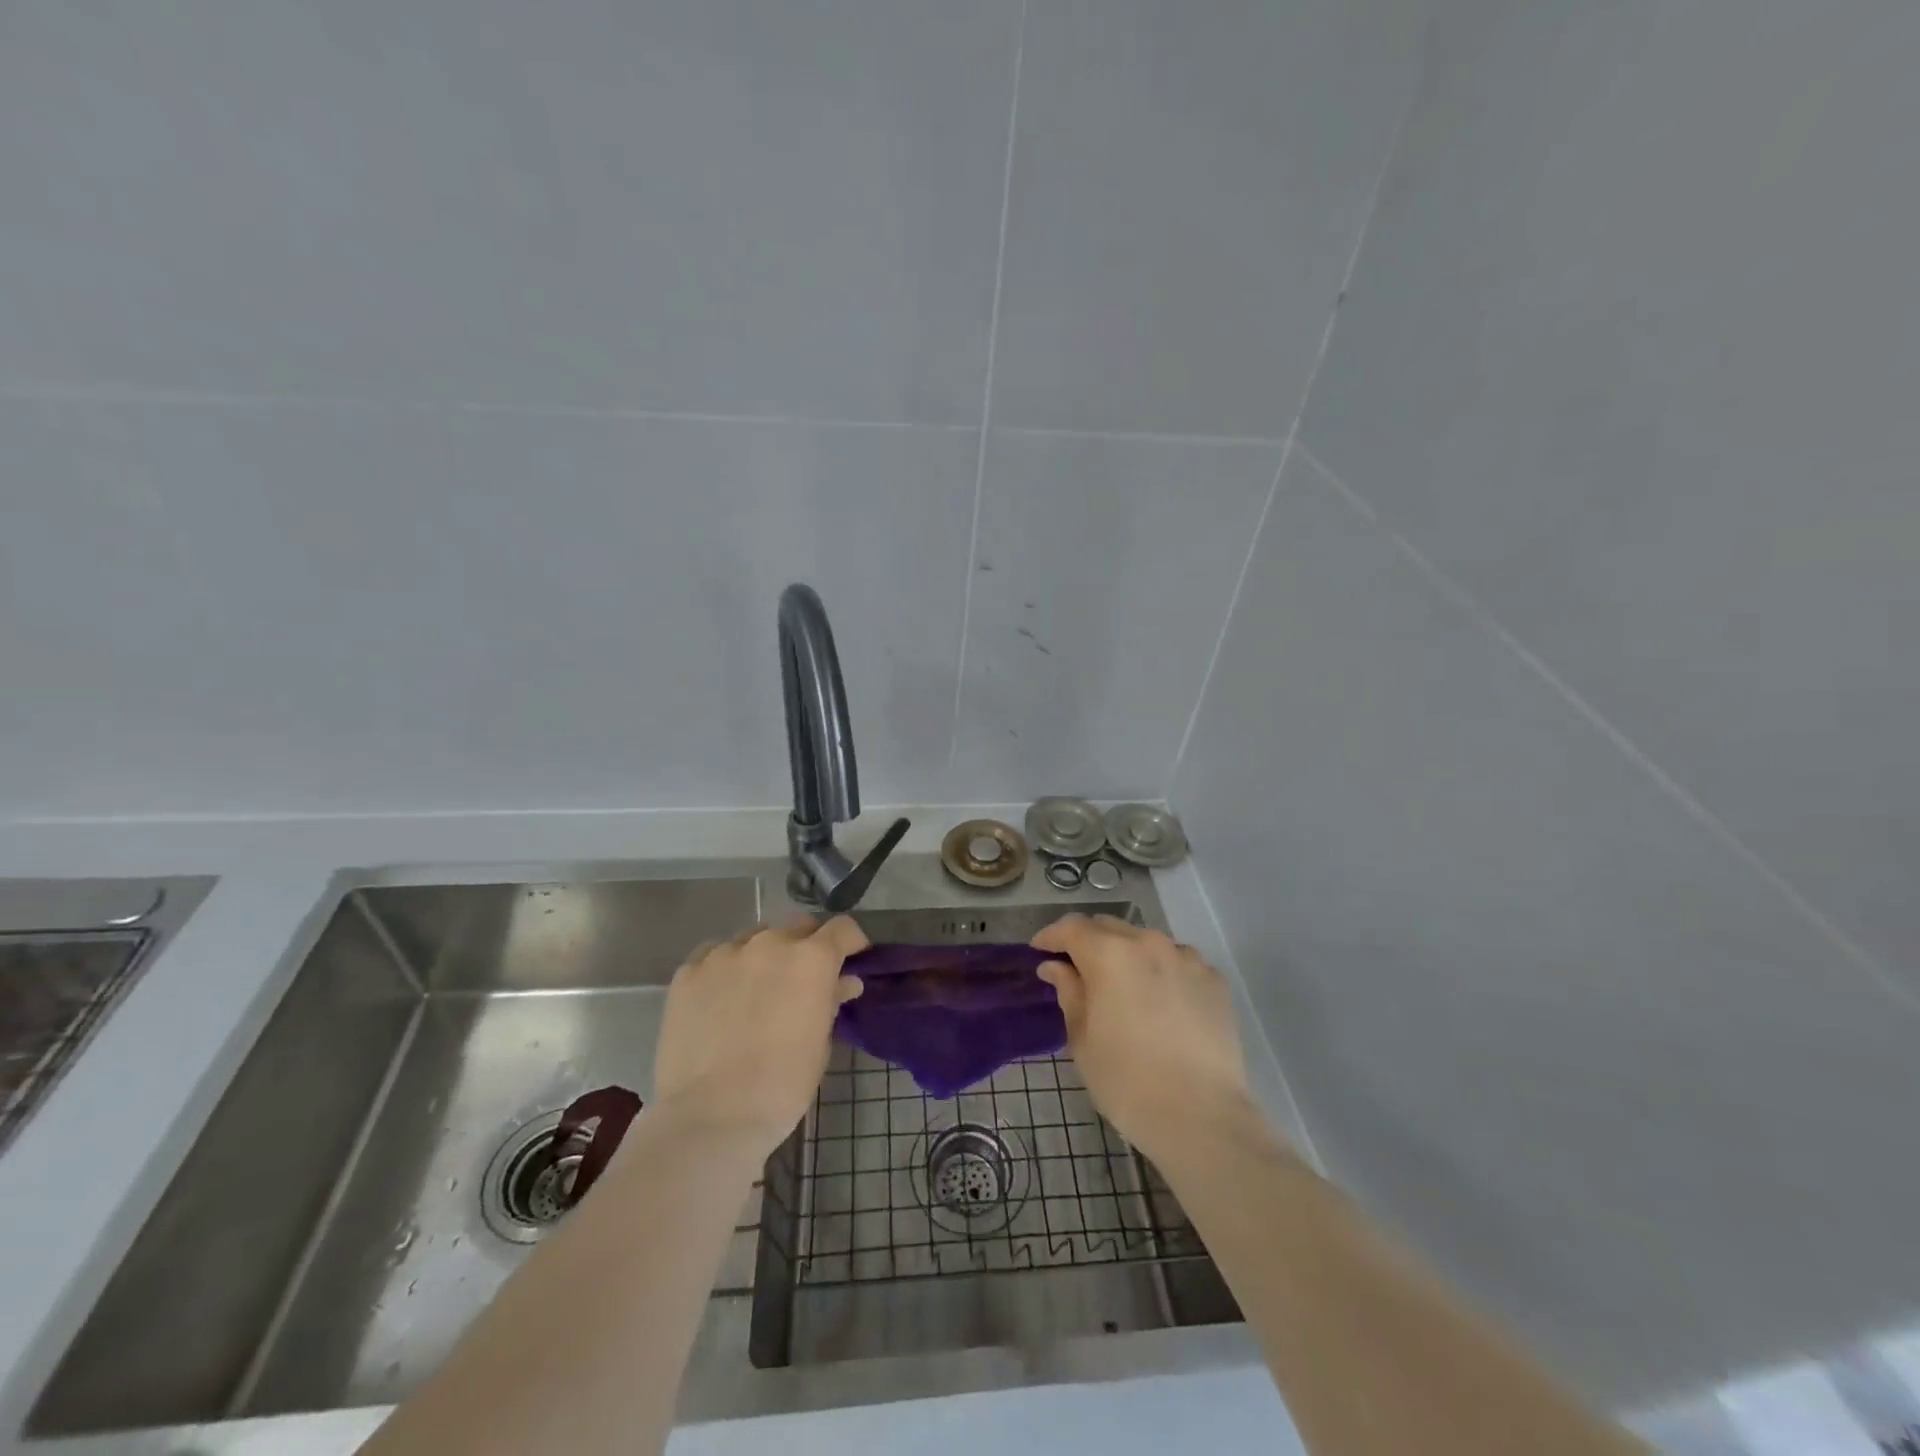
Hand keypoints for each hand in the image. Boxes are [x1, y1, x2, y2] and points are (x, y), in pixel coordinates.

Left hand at [650, 916, 866, 1157]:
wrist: (710, 1116)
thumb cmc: (781, 1085)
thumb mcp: (820, 1044)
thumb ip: (831, 1001)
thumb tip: (844, 982)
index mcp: (811, 959)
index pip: (842, 928)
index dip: (851, 942)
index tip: (851, 960)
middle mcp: (770, 943)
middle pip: (798, 926)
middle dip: (807, 945)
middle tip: (803, 978)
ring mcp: (725, 953)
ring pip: (754, 938)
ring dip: (764, 955)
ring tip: (757, 990)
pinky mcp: (688, 971)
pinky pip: (715, 955)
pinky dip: (726, 969)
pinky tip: (721, 998)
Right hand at [1033, 914, 1262, 1164]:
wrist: (1201, 1116)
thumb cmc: (1126, 1080)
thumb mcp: (1082, 1039)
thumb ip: (1069, 992)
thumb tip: (1055, 967)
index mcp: (1109, 954)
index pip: (1071, 928)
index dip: (1051, 937)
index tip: (1039, 952)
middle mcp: (1149, 943)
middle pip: (1110, 928)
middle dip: (1089, 942)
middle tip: (1078, 970)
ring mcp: (1187, 958)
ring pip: (1147, 942)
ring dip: (1128, 955)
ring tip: (1124, 986)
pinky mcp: (1214, 979)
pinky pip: (1179, 963)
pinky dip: (1163, 972)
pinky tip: (1162, 1002)